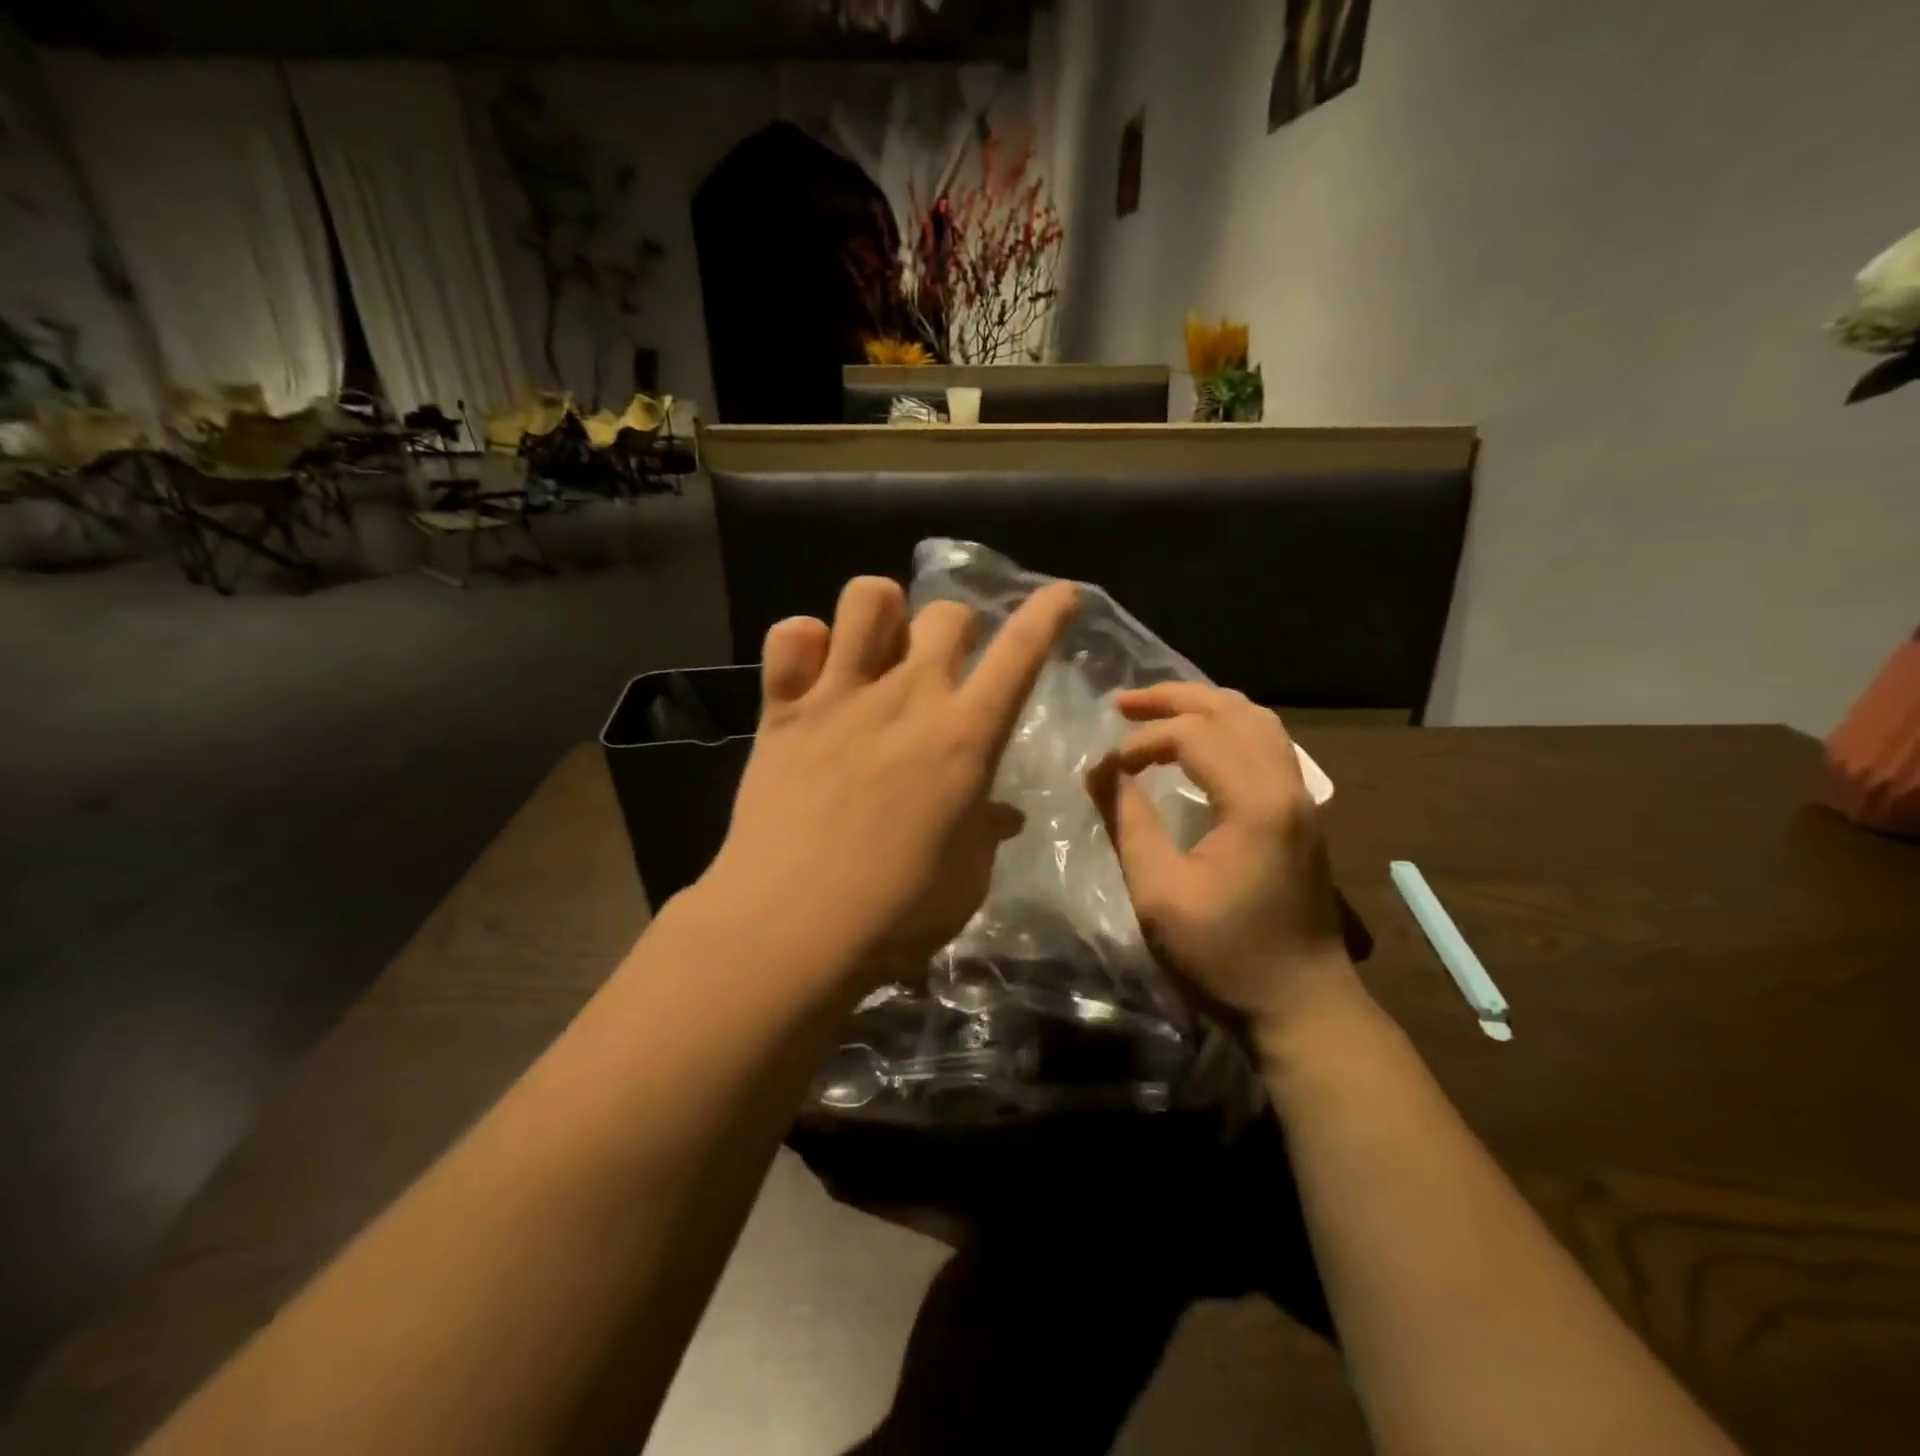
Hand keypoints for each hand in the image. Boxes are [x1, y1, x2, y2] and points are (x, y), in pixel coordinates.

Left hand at [701, 575, 1077, 988]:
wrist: (792, 929)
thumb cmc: (897, 913)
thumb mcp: (965, 878)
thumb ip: (984, 833)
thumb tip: (1000, 815)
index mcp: (965, 736)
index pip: (1022, 652)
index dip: (1048, 613)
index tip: (1062, 595)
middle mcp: (908, 697)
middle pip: (947, 614)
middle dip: (958, 629)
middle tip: (947, 666)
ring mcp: (840, 696)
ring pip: (869, 598)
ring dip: (884, 614)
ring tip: (879, 650)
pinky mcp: (782, 710)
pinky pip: (790, 636)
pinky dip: (804, 644)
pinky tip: (812, 674)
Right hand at [1087, 683, 1358, 1040]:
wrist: (1302, 1007)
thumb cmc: (1224, 957)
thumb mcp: (1159, 894)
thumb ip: (1128, 823)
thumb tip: (1100, 772)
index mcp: (1255, 802)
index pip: (1195, 735)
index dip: (1142, 741)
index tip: (1105, 770)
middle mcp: (1287, 786)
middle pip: (1233, 710)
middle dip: (1174, 699)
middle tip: (1123, 703)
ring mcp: (1302, 798)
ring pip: (1258, 721)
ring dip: (1205, 707)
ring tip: (1158, 713)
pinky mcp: (1302, 814)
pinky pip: (1268, 745)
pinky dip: (1228, 729)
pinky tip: (1201, 745)